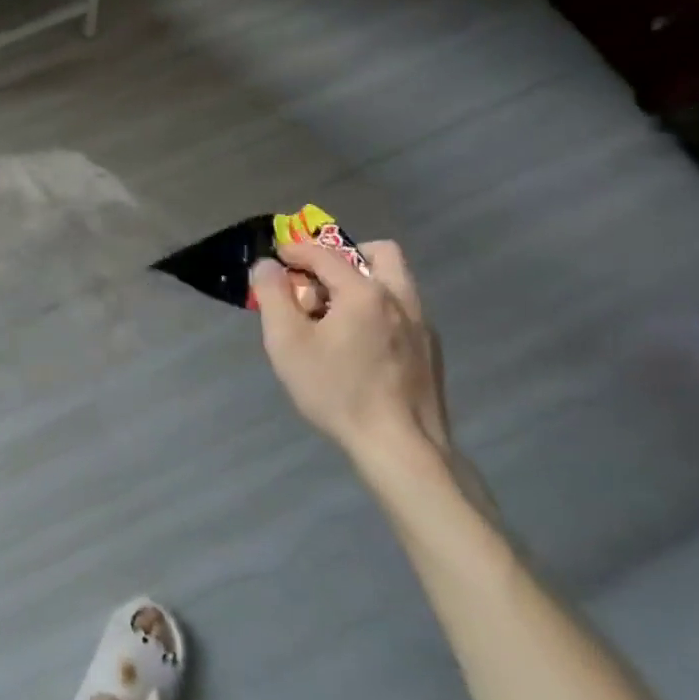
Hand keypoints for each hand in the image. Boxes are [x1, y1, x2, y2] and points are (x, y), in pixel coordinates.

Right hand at [249, 240, 450, 459]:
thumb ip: (272, 296)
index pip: (325, 254)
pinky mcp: (431, 352)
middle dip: (345, 255)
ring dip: (364, 283)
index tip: (277, 256)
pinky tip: (361, 345)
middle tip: (320, 280)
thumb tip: (267, 266)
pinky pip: (403, 312)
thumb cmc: (338, 391)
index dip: (296, 250)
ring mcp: (422, 325)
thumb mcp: (287, 343)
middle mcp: (400, 299)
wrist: (401, 449)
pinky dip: (379, 310)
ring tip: (337, 314)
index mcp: (365, 291)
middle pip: (379, 253)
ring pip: (395, 283)